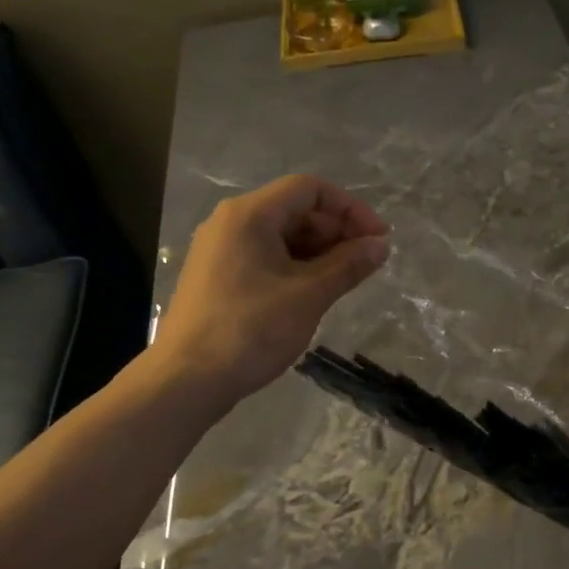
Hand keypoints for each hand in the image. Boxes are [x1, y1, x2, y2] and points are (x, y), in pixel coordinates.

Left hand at [153, 175, 388, 403]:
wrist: (187, 379)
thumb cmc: (251, 330)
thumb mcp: (309, 296)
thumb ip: (348, 265)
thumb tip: (381, 245)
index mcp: (250, 215)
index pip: (309, 189)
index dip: (350, 209)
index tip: (379, 238)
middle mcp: (231, 223)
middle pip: (294, 210)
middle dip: (336, 232)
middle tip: (366, 264)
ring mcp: (220, 251)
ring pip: (280, 237)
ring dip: (318, 253)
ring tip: (345, 281)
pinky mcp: (217, 278)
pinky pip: (264, 258)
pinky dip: (295, 268)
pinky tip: (313, 294)